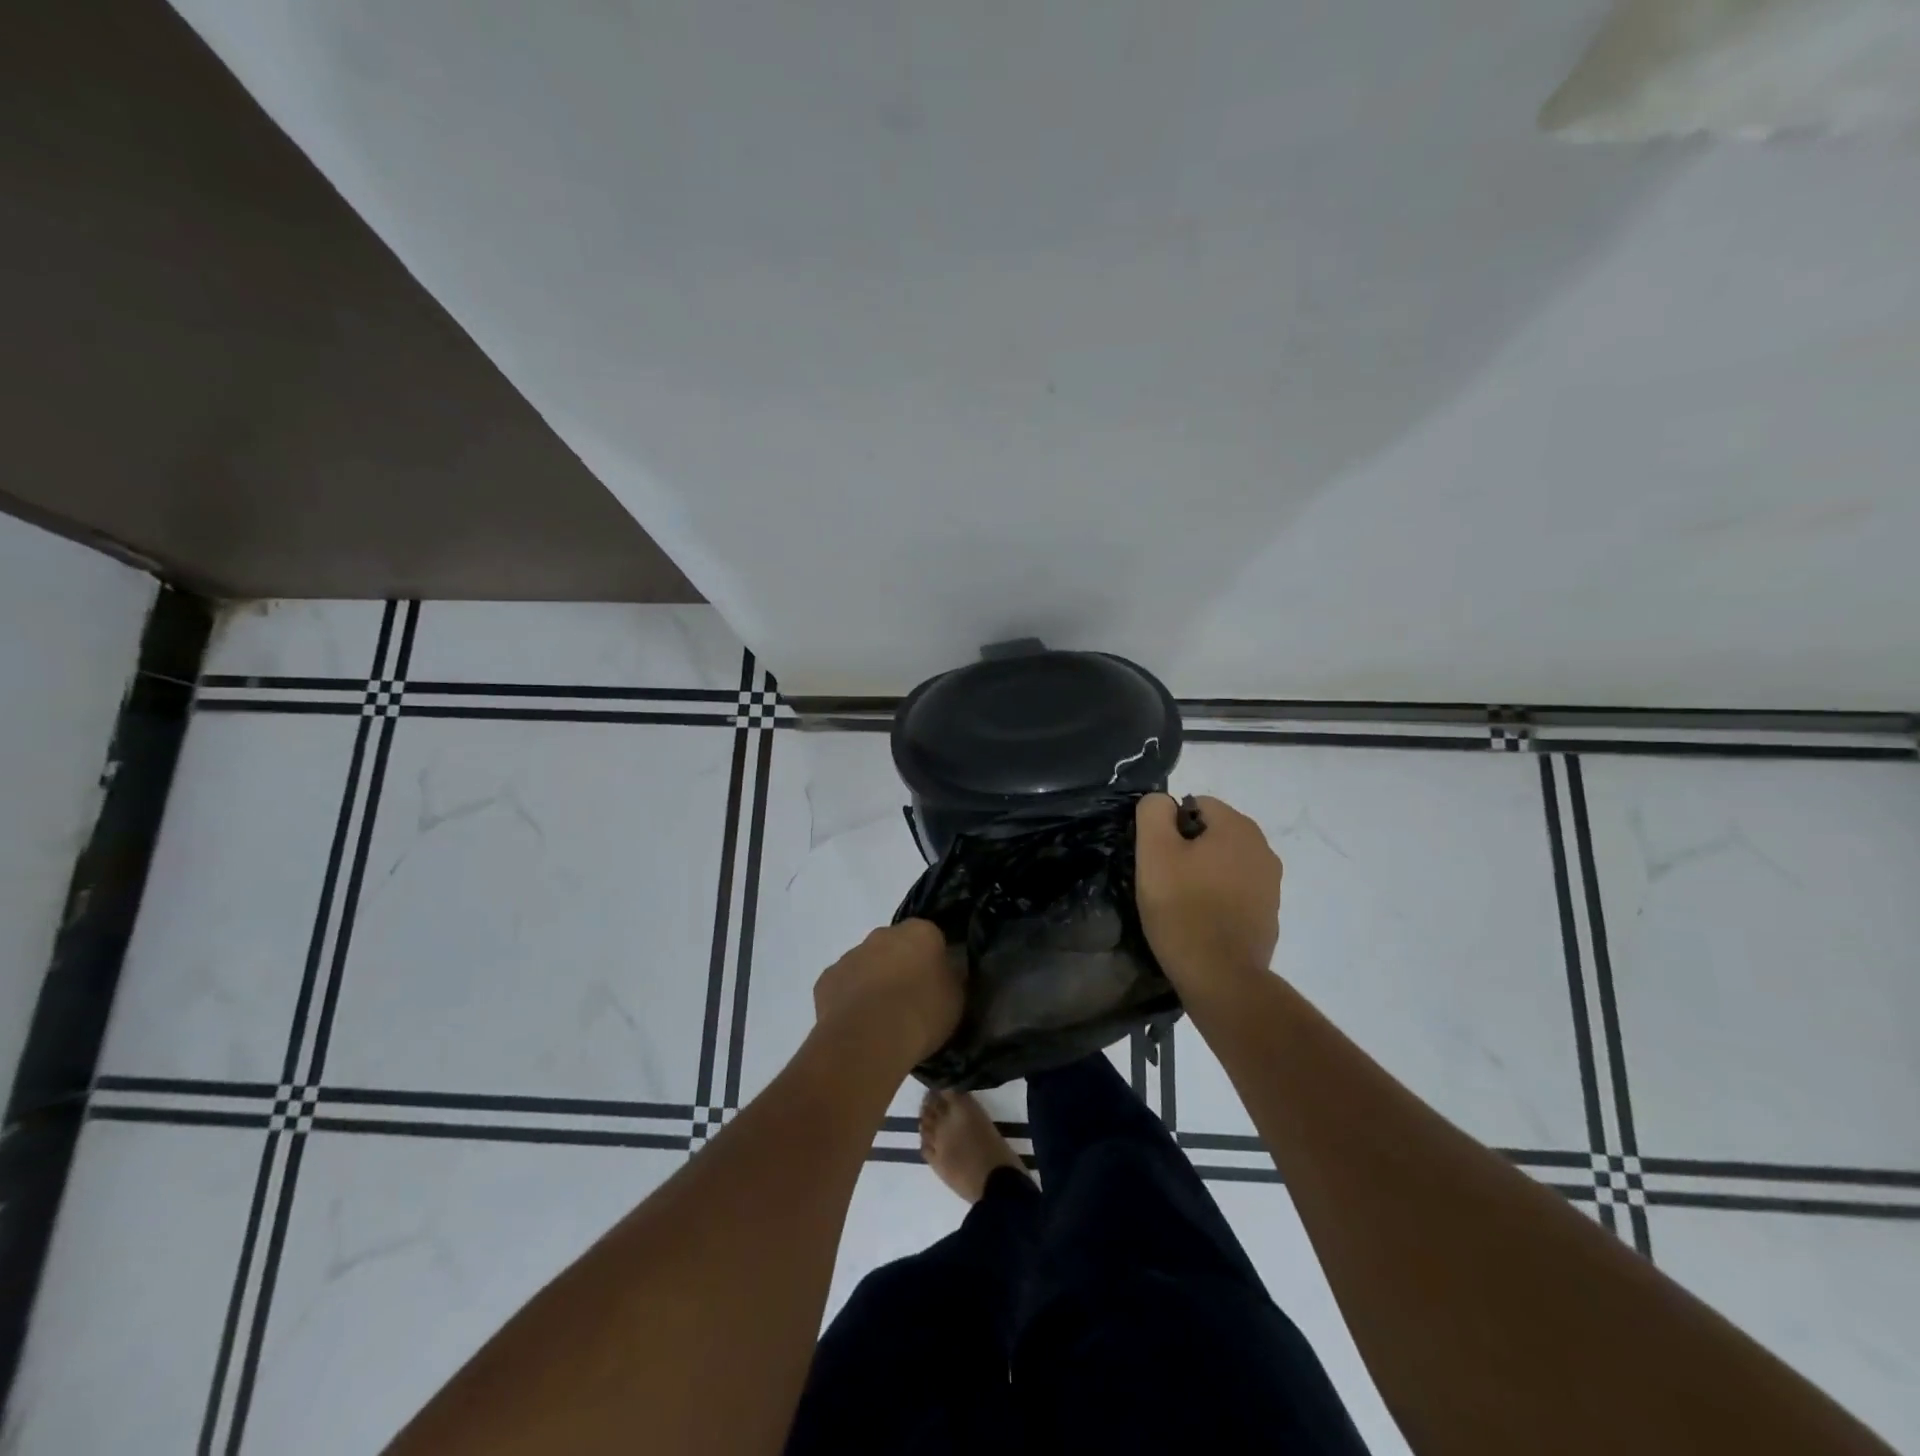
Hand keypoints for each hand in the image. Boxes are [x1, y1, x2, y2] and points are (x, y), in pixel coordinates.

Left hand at [812, 920, 962, 1066]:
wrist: (869, 1038)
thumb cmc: (922, 1013)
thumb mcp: (956, 998)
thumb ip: (952, 978)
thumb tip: (947, 973)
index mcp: (920, 932)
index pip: (930, 937)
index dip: (933, 960)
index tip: (936, 984)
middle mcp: (882, 934)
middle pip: (895, 947)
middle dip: (900, 967)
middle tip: (910, 1002)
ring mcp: (850, 956)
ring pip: (866, 965)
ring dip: (873, 983)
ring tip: (882, 1021)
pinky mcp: (826, 980)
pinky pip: (843, 987)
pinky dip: (850, 1001)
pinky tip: (858, 1026)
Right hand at [1135, 793, 1282, 1002]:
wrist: (1220, 976)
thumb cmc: (1183, 908)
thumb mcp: (1154, 851)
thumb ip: (1154, 812)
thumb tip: (1162, 803)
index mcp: (1238, 827)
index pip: (1196, 804)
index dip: (1170, 827)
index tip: (1158, 858)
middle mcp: (1263, 848)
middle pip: (1213, 833)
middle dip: (1188, 849)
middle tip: (1165, 880)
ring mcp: (1271, 883)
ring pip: (1225, 862)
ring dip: (1203, 873)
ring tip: (1182, 903)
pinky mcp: (1270, 913)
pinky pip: (1236, 890)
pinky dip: (1219, 897)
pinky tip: (1202, 921)